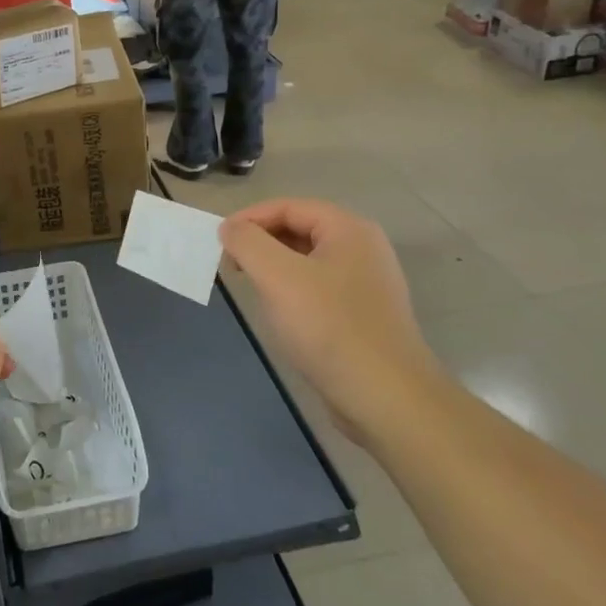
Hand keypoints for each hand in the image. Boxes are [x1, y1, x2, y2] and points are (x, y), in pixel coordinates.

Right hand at [219, 199, 442, 446]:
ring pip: (307, 260)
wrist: (387, 399)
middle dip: (260, 242)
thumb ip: (247, 243)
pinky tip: (280, 312)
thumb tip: (230, 228)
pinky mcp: (363, 314)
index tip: (219, 242)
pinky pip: (318, 287)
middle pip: (299, 229)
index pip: (288, 206)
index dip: (249, 219)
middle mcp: (362, 248)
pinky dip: (292, 290)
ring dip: (273, 267)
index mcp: (348, 229)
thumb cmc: (330, 328)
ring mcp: (366, 282)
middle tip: (230, 265)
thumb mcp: (278, 277)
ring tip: (249, 286)